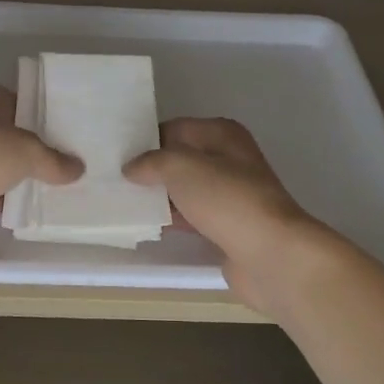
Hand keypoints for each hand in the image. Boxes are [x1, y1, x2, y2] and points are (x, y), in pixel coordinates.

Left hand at [0, 80, 82, 245]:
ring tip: (45, 189)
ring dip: (8, 176)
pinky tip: (19, 208)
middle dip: (24, 149)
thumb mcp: (27, 151)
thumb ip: (53, 160)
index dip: (36, 117)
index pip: (12, 100)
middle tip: (57, 164)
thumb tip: (79, 168)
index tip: (60, 136)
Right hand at [125, 117, 345, 316]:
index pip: (175, 128)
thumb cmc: (227, 200)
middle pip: (180, 159)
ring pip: (185, 189)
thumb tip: (132, 167)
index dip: (147, 138)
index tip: (117, 153)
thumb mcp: (181, 167)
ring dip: (159, 196)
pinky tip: (145, 224)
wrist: (271, 255)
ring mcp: (230, 196)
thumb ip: (152, 161)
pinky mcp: (227, 227)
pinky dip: (171, 219)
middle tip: (112, 177)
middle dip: (151, 169)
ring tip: (121, 201)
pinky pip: (191, 216)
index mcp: (223, 134)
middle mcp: (229, 160)